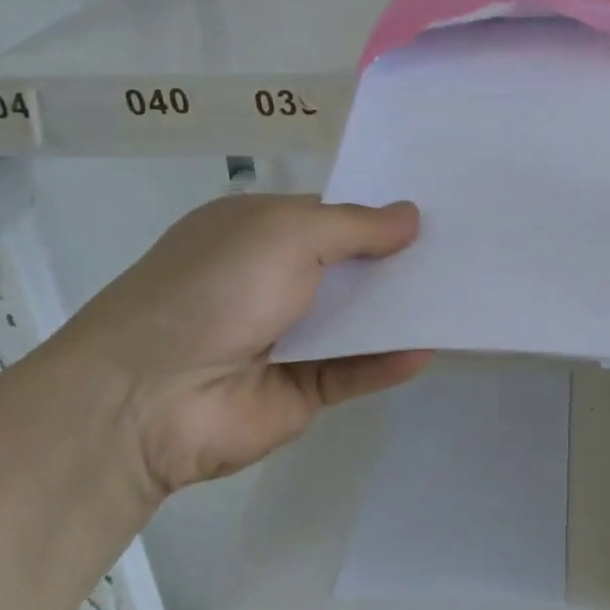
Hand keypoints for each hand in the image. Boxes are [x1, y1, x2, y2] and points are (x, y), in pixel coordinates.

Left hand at [46, 195, 428, 496]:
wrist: (147, 397)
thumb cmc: (217, 286)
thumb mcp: (288, 232)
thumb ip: (356, 226)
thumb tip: (412, 216)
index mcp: (260, 232)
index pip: (333, 216)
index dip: (380, 215)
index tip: (435, 212)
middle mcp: (274, 280)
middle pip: (351, 267)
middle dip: (398, 261)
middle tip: (462, 252)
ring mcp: (287, 337)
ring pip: (357, 319)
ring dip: (400, 310)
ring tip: (458, 295)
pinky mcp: (300, 388)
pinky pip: (354, 369)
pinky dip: (387, 360)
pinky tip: (426, 348)